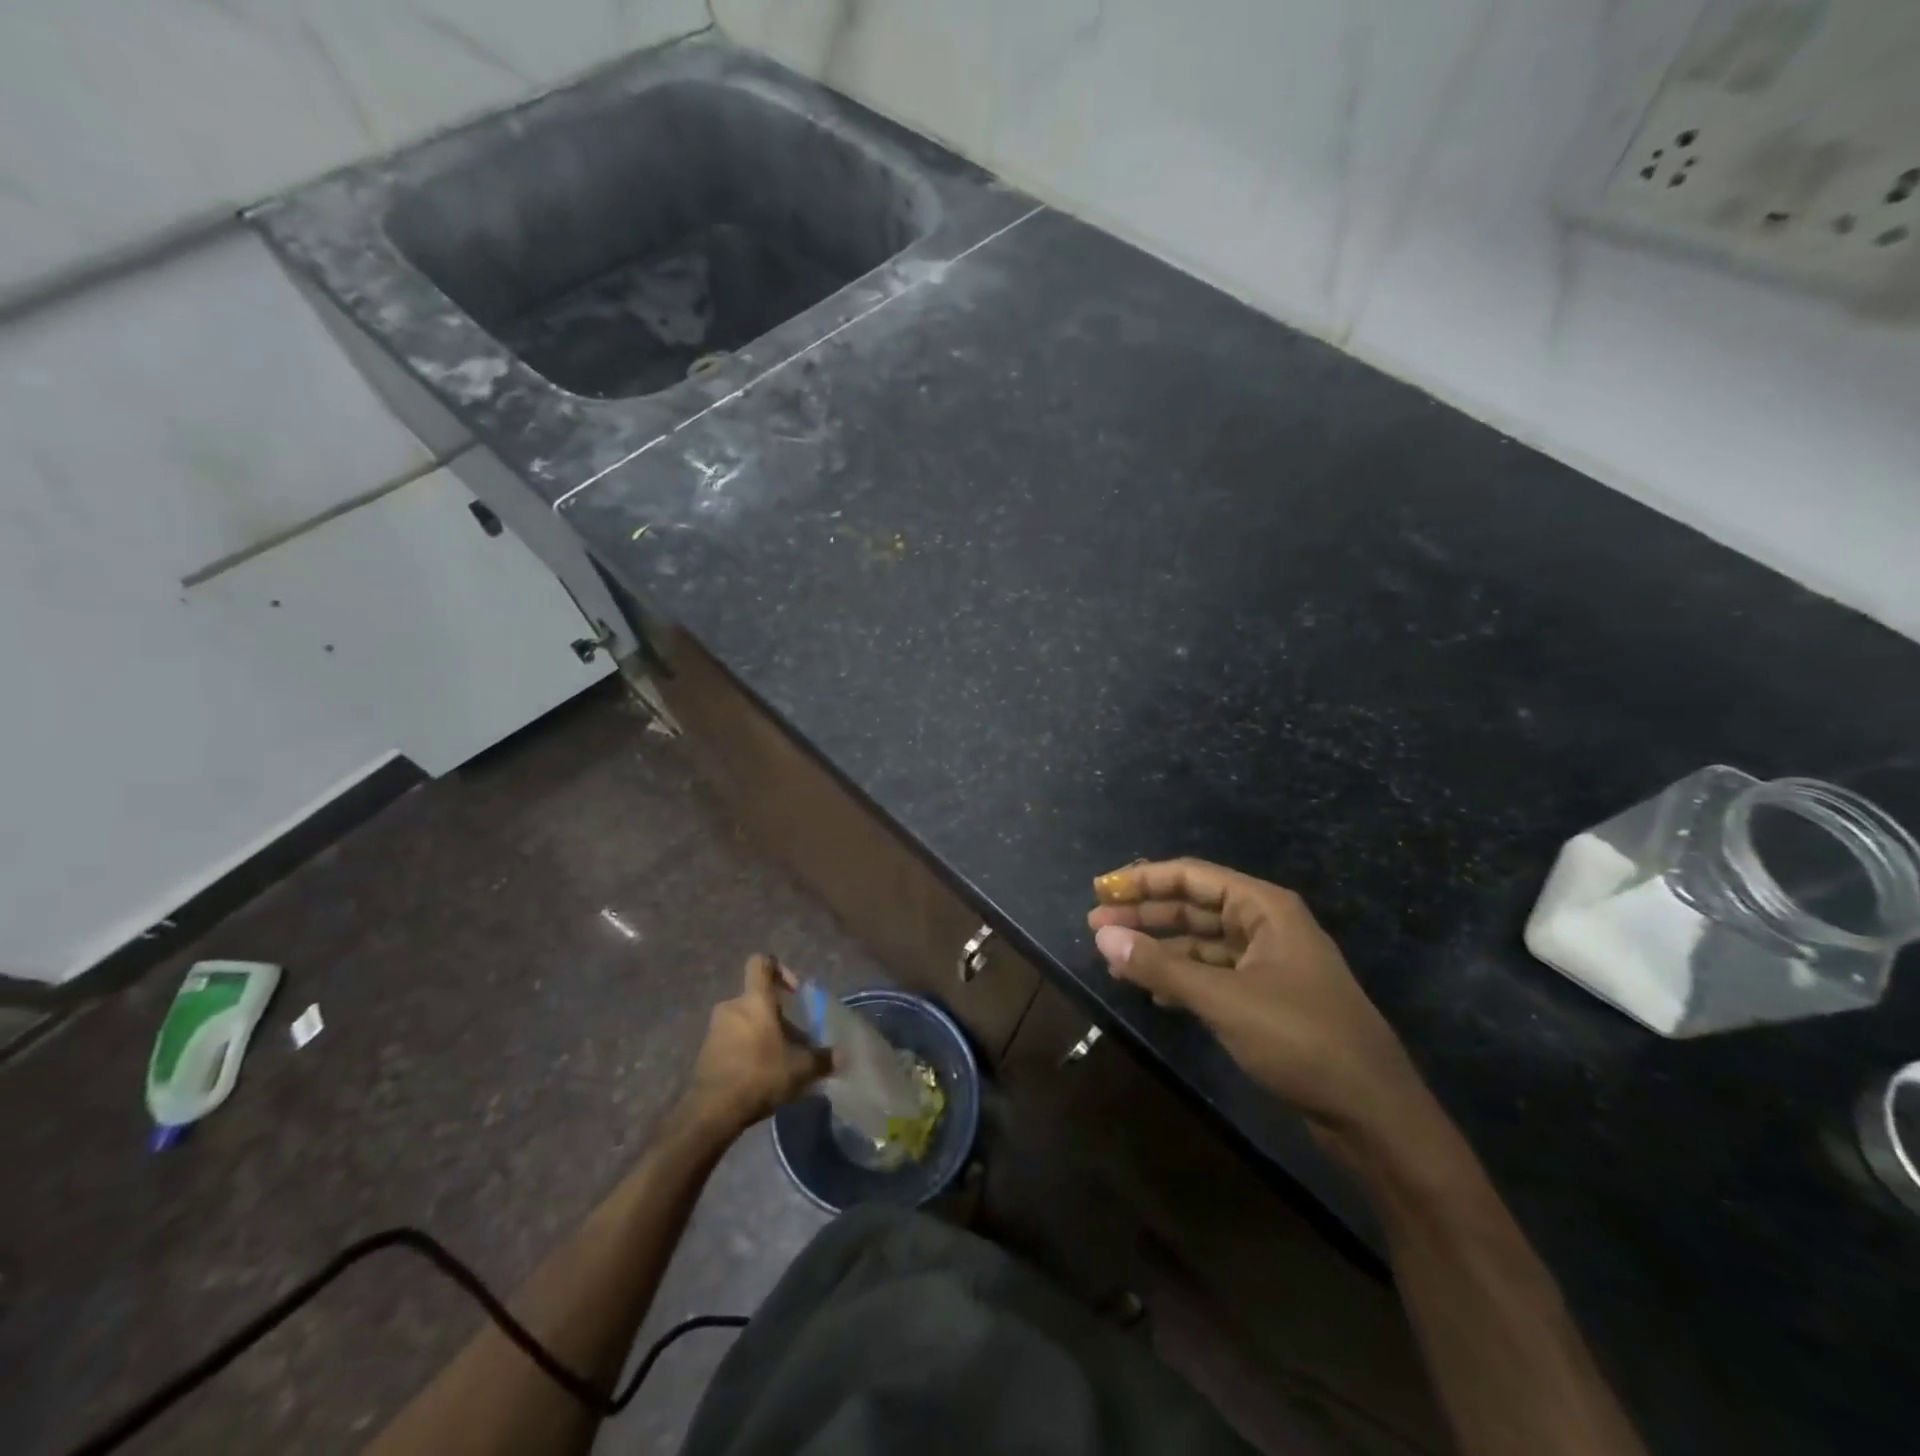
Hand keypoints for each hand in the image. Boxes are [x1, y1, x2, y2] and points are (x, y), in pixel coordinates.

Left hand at [683, 955, 830, 1133]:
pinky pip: (731, 1041)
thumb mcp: (800, 1068)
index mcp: (754, 1000)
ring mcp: (715, 1029)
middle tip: (793, 1039)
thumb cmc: (759, 1074)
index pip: (762, 963)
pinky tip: (760, 1075)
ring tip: (779, 1061)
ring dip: (761, 1035)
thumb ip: (822, 1059)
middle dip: (776, 1016)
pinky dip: (746, 1050)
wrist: (711, 1111)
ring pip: (744, 1021)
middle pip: (757, 999)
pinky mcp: (705, 1052)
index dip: (780, 969)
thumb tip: (841, 1056)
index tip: (795, 991)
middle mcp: (732, 1007)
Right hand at [1088, 859, 1422, 1146]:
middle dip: (1145, 914)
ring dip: (1159, 948)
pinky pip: (1213, 975)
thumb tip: (1103, 936)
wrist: (1373, 1114)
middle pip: (1193, 907)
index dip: (1143, 880)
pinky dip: (1181, 978)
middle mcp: (1266, 927)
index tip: (1100, 890)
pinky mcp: (1267, 999)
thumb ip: (1161, 965)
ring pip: (1201, 943)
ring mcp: (1268, 964)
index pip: (1192, 876)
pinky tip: (1152, 991)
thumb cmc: (1301, 1039)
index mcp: (1265, 909)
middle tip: (1095, 925)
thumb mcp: (1224, 999)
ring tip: (1113, 959)